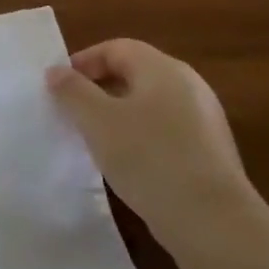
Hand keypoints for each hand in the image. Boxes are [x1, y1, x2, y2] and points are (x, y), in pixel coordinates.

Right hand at [46, 39, 259, 246]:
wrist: (212, 220)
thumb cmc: (148, 157)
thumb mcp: (96, 120)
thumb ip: (72, 91)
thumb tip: (56, 71)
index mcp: (163, 69)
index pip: (116, 48)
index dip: (82, 61)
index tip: (58, 87)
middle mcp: (188, 85)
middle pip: (134, 72)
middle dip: (98, 87)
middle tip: (71, 110)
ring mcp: (203, 119)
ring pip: (148, 103)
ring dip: (117, 113)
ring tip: (93, 137)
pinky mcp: (209, 150)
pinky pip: (164, 129)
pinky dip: (139, 135)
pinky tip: (126, 161)